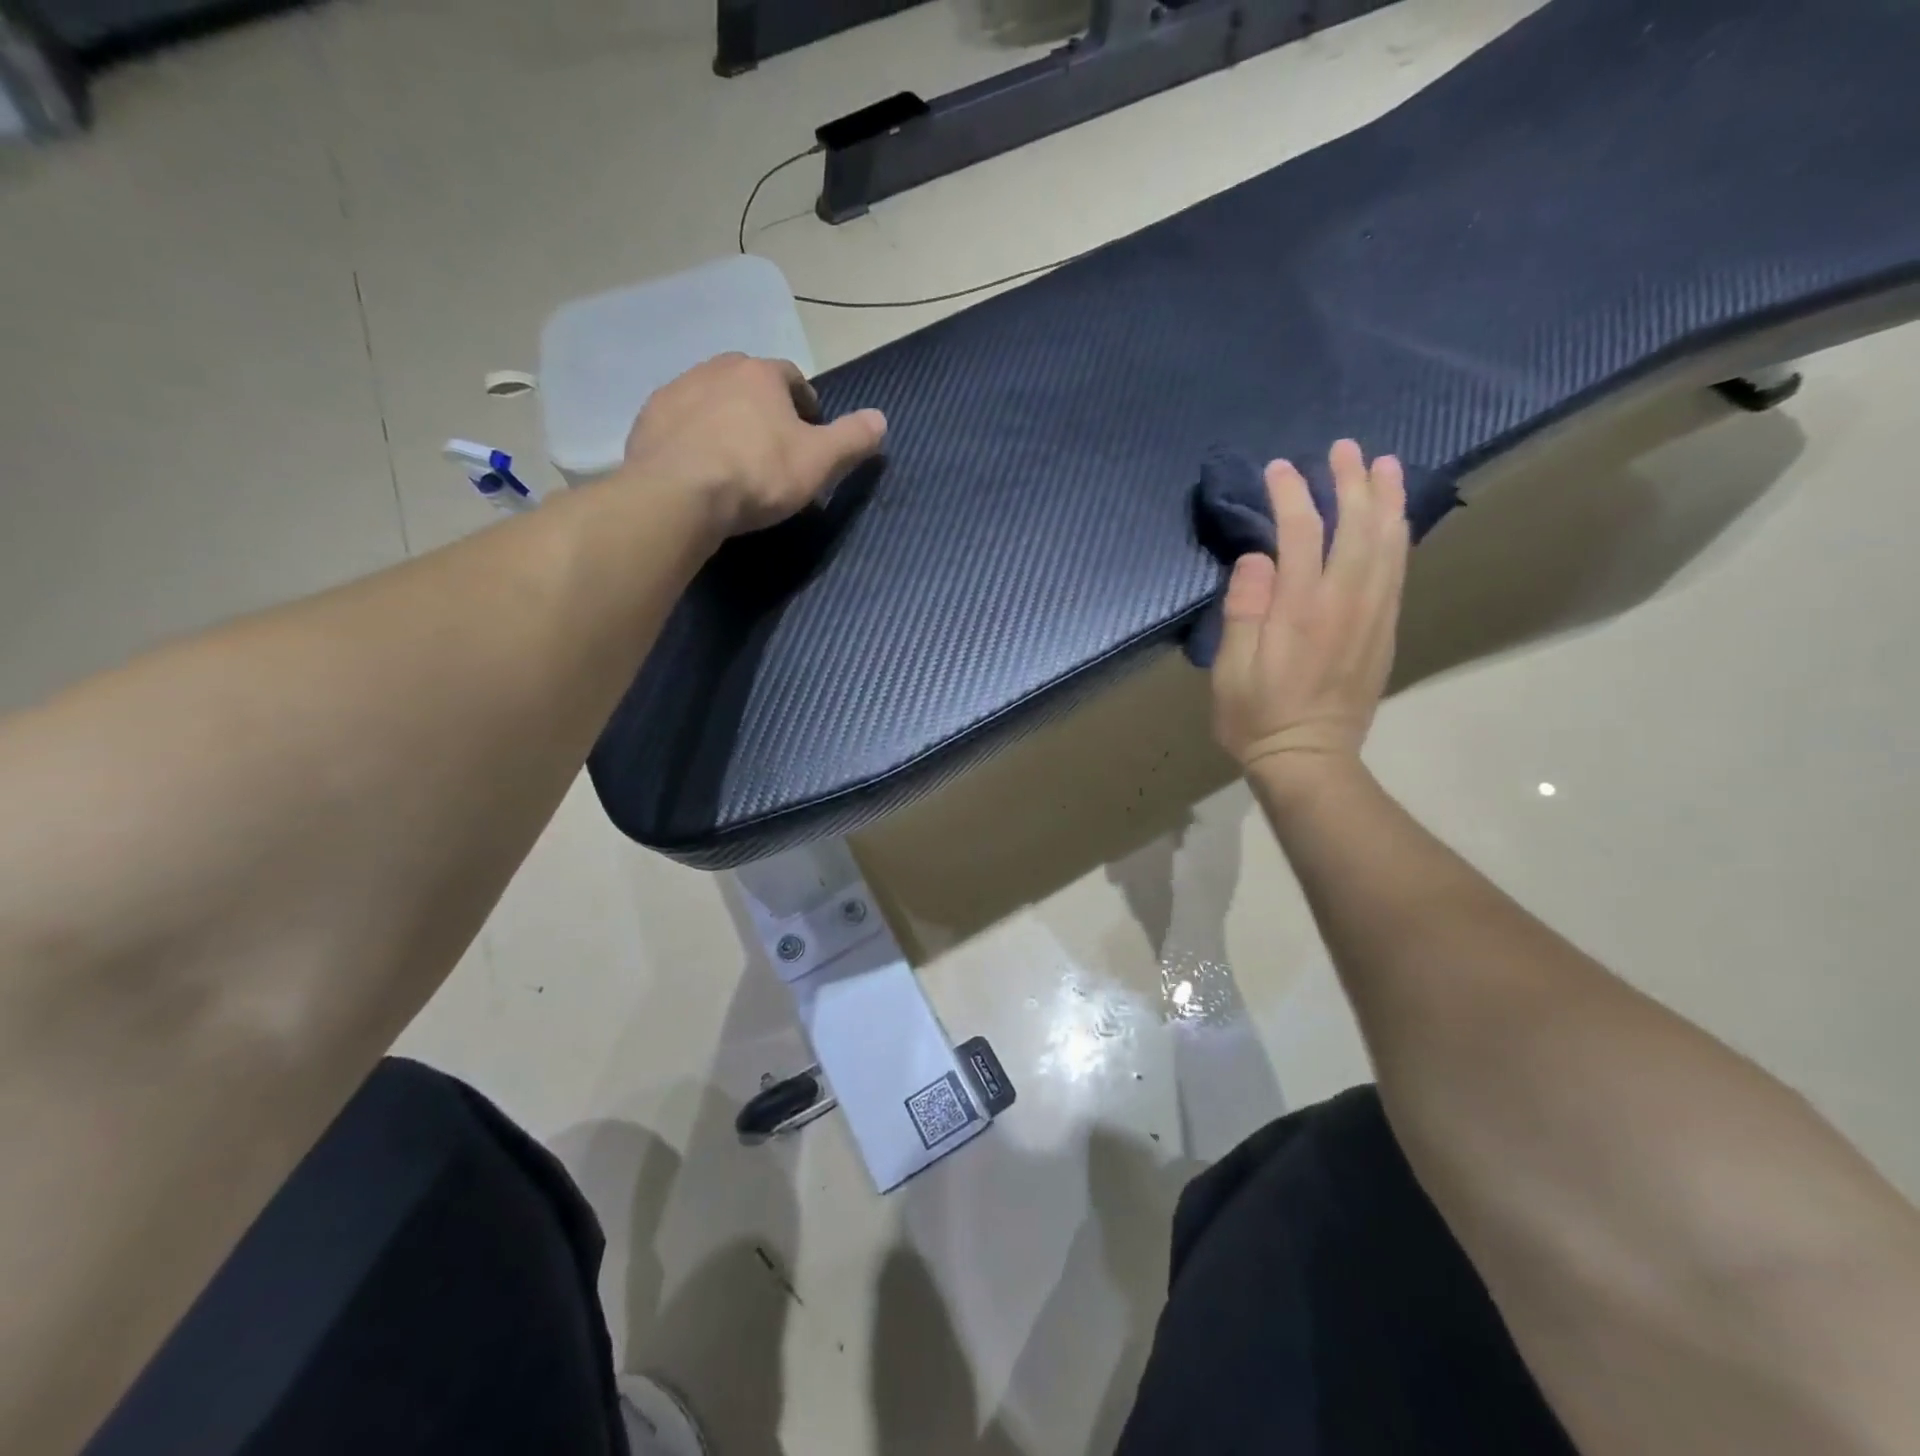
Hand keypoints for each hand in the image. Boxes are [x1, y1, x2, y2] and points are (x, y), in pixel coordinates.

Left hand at [622, 353, 887, 537]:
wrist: (679, 495)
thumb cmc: (757, 474)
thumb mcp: (819, 462)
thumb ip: (852, 439)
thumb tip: (881, 419)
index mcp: (761, 374)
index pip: (792, 378)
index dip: (805, 405)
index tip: (809, 435)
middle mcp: (716, 369)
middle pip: (749, 383)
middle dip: (764, 409)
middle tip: (772, 449)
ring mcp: (677, 391)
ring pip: (712, 400)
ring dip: (726, 420)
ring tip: (734, 461)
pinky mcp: (647, 419)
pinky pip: (680, 423)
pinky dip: (693, 438)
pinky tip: (700, 468)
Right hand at [1211, 440, 1408, 787]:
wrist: (1309, 760)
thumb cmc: (1256, 718)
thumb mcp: (1231, 670)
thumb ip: (1244, 610)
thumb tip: (1257, 559)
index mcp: (1300, 611)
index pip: (1302, 534)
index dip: (1291, 495)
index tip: (1278, 469)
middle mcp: (1344, 604)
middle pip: (1357, 528)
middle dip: (1351, 482)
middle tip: (1345, 448)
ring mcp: (1371, 617)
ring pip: (1388, 545)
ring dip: (1386, 500)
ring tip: (1385, 464)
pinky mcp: (1384, 632)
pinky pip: (1398, 572)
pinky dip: (1399, 536)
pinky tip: (1396, 519)